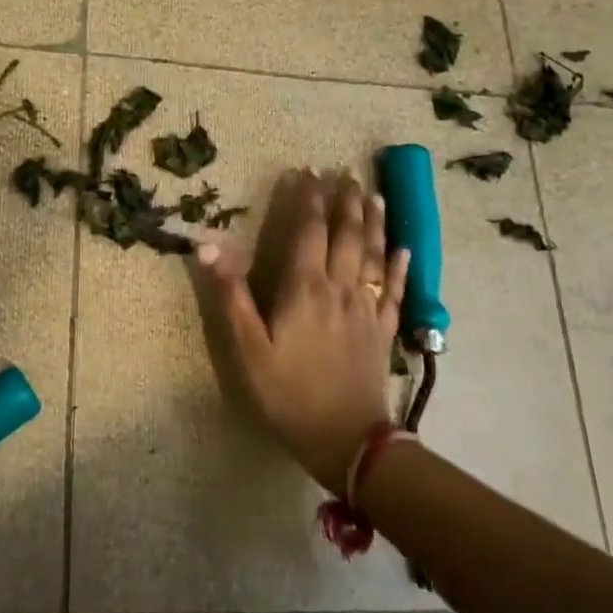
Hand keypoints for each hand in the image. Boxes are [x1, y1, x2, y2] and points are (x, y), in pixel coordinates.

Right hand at [194, 170, 407, 492]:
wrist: (346, 440)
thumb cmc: (288, 393)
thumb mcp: (246, 348)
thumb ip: (230, 294)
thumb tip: (208, 246)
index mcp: (305, 288)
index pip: (309, 231)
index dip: (309, 200)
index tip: (309, 172)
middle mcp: (341, 289)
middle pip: (347, 235)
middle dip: (345, 202)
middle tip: (345, 174)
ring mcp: (367, 309)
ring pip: (373, 255)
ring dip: (374, 223)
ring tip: (374, 195)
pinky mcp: (383, 331)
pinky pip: (395, 290)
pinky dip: (399, 266)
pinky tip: (404, 250)